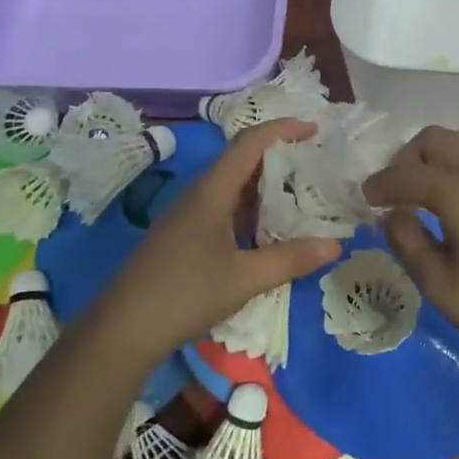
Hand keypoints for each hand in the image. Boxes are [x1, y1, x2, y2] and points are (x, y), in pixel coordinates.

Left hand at [96, 119, 341, 360]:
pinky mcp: (184, 235)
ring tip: (303, 193)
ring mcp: (189, 215)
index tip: (314, 129)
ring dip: (266, 185)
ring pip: (233, 186)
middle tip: (317, 163)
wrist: (123, 329)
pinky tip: (270, 229)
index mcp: (212, 191)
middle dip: (279, 156)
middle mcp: (199, 194)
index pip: (249, 143)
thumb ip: (290, 259)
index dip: (282, 129)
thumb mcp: (244, 278)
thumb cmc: (184, 294)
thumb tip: (336, 244)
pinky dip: (252, 209)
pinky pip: (224, 207)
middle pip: (242, 160)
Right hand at [364, 125, 458, 375]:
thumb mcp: (442, 286)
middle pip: (434, 139)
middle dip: (407, 159)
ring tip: (428, 190)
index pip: (405, 174)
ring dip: (438, 154)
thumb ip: (408, 243)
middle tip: (396, 193)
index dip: (380, 185)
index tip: (365, 200)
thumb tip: (393, 216)